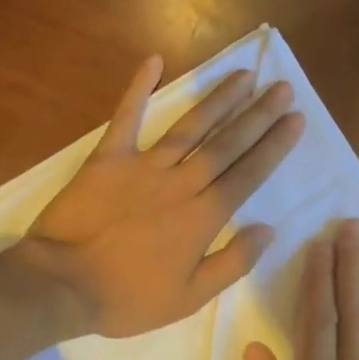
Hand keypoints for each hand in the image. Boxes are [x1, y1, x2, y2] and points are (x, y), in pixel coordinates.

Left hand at [18, 55, 304, 337]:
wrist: (62, 285)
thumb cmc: (128, 298)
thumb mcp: (189, 297)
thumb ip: (233, 262)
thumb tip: (268, 229)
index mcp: (203, 217)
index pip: (248, 173)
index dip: (274, 145)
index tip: (295, 119)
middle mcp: (181, 183)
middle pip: (227, 143)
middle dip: (258, 114)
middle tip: (282, 87)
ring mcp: (143, 166)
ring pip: (190, 126)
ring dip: (219, 99)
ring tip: (244, 75)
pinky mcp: (108, 158)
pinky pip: (126, 117)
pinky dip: (138, 88)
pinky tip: (154, 61)